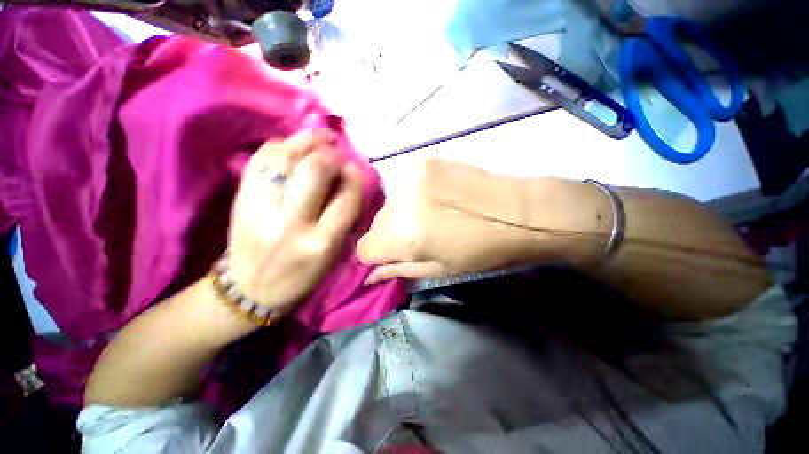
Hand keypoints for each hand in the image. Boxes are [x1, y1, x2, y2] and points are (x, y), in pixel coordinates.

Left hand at [227, 129, 363, 311]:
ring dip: (305, 142)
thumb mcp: (333, 253)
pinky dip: (279, 147)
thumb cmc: (302, 274)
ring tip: (318, 140)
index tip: (355, 168)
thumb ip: (344, 217)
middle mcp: (292, 223)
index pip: (347, 198)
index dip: (355, 176)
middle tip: (336, 153)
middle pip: (315, 171)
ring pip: (284, 158)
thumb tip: (349, 180)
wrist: (250, 288)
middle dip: (330, 154)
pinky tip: (290, 147)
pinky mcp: (240, 201)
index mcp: (321, 243)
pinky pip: (260, 160)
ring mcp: (260, 209)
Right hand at [358, 158, 532, 283]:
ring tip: (428, 216)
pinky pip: (404, 186)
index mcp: (404, 235)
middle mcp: (400, 203)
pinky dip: (412, 197)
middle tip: (415, 237)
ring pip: (389, 205)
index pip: (364, 248)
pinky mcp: (423, 161)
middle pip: (375, 225)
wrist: (516, 210)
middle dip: (389, 236)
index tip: (391, 256)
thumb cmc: (480, 249)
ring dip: (400, 215)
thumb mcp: (438, 270)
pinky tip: (434, 199)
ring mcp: (411, 176)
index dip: (376, 256)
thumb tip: (370, 275)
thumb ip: (399, 270)